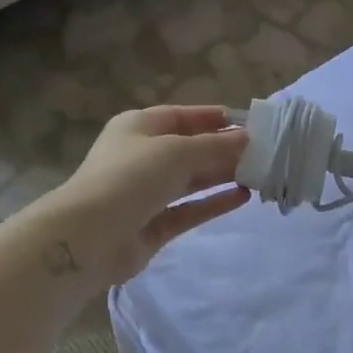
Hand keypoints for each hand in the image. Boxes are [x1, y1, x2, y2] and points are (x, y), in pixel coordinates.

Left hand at [42, 106, 250, 286]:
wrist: (89, 237)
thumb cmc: (130, 177)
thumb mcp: (176, 151)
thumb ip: (215, 146)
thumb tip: (247, 139)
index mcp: (138, 127)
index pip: (181, 116)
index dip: (212, 118)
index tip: (247, 123)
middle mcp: (142, 156)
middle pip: (189, 149)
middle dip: (223, 149)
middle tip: (264, 152)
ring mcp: (147, 193)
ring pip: (191, 180)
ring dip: (222, 175)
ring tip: (260, 173)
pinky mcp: (153, 225)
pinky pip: (189, 209)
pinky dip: (214, 203)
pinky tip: (243, 197)